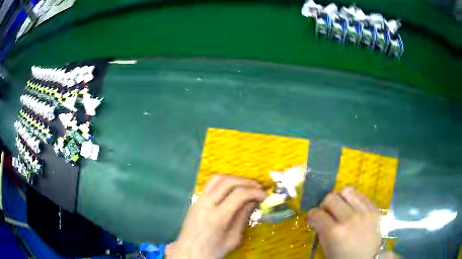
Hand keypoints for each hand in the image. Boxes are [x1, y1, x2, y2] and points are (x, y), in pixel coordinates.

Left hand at [166, 175, 266, 258]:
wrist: (188, 252)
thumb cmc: (212, 250)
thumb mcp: (233, 239)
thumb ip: (243, 217)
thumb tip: (254, 201)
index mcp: (217, 217)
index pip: (239, 194)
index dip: (256, 192)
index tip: (265, 196)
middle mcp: (206, 204)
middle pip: (228, 182)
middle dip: (247, 182)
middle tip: (259, 189)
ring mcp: (198, 200)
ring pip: (217, 178)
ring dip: (235, 179)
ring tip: (247, 186)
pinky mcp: (195, 200)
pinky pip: (210, 184)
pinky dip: (224, 182)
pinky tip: (232, 190)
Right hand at [308, 187, 381, 258]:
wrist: (367, 258)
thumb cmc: (343, 257)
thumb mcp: (326, 248)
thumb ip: (321, 230)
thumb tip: (316, 217)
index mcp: (335, 232)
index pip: (318, 213)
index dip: (313, 214)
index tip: (314, 216)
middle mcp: (349, 218)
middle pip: (331, 197)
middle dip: (325, 204)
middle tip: (327, 212)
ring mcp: (364, 212)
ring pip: (347, 191)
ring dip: (340, 198)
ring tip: (341, 207)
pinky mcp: (374, 209)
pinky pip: (361, 195)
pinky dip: (353, 200)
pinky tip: (353, 210)